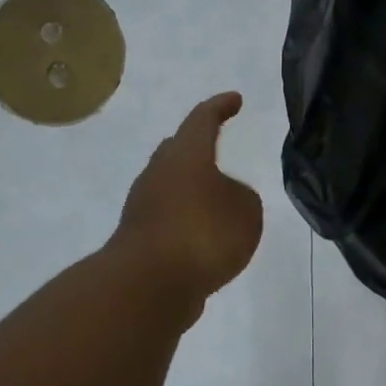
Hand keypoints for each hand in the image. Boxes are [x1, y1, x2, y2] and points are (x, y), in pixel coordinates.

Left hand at [114, 92, 263, 299]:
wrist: (148, 286)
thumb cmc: (203, 234)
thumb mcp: (246, 211)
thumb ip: (242, 198)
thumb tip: (223, 200)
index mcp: (186, 155)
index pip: (202, 120)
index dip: (220, 107)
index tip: (234, 99)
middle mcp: (159, 174)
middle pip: (177, 150)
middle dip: (196, 146)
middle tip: (214, 143)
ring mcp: (143, 208)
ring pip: (170, 186)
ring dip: (192, 189)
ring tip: (218, 199)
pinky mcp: (139, 240)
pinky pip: (169, 219)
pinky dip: (187, 220)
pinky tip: (205, 237)